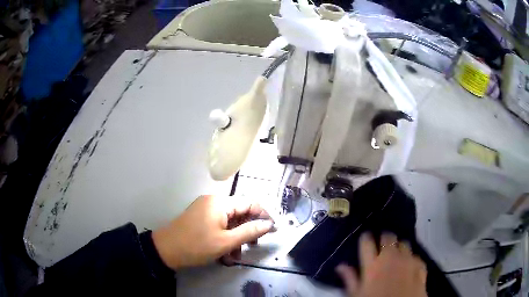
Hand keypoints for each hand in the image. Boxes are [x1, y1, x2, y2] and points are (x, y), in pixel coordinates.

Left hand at [152, 195, 273, 269]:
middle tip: (251, 247)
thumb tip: (269, 224)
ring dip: (235, 238)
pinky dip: (225, 238)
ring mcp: (205, 210)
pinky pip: (219, 225)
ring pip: (229, 222)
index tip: (272, 230)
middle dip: (247, 231)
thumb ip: (249, 232)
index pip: (249, 203)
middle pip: (239, 213)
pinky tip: (224, 253)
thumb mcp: (226, 242)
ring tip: (234, 256)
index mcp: (220, 202)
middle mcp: (213, 202)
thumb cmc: (196, 245)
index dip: (263, 216)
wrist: (166, 250)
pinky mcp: (200, 218)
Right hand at [336, 233, 426, 296]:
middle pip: (388, 237)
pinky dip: (411, 259)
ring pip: (404, 243)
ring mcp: (408, 261)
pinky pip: (415, 256)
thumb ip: (350, 279)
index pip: (367, 242)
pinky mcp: (420, 266)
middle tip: (381, 246)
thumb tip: (341, 266)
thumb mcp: (356, 295)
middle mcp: (392, 258)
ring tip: (396, 256)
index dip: (365, 238)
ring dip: (399, 247)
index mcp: (373, 265)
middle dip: (384, 239)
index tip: (365, 238)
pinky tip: (408, 267)